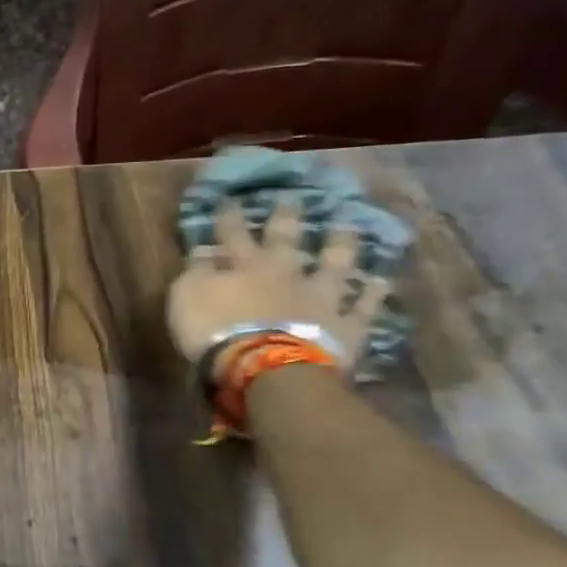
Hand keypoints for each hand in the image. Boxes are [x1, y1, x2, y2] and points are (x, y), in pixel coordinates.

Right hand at [167, 201, 390, 370]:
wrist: (267, 368)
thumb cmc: (217, 332)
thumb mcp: (187, 298)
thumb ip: (196, 272)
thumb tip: (203, 251)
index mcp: (244, 266)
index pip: (233, 233)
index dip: (229, 217)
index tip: (229, 200)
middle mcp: (285, 273)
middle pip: (286, 239)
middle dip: (287, 218)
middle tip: (293, 199)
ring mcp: (320, 297)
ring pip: (334, 264)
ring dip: (340, 245)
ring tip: (348, 226)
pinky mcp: (344, 325)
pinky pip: (363, 306)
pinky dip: (371, 293)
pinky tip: (380, 281)